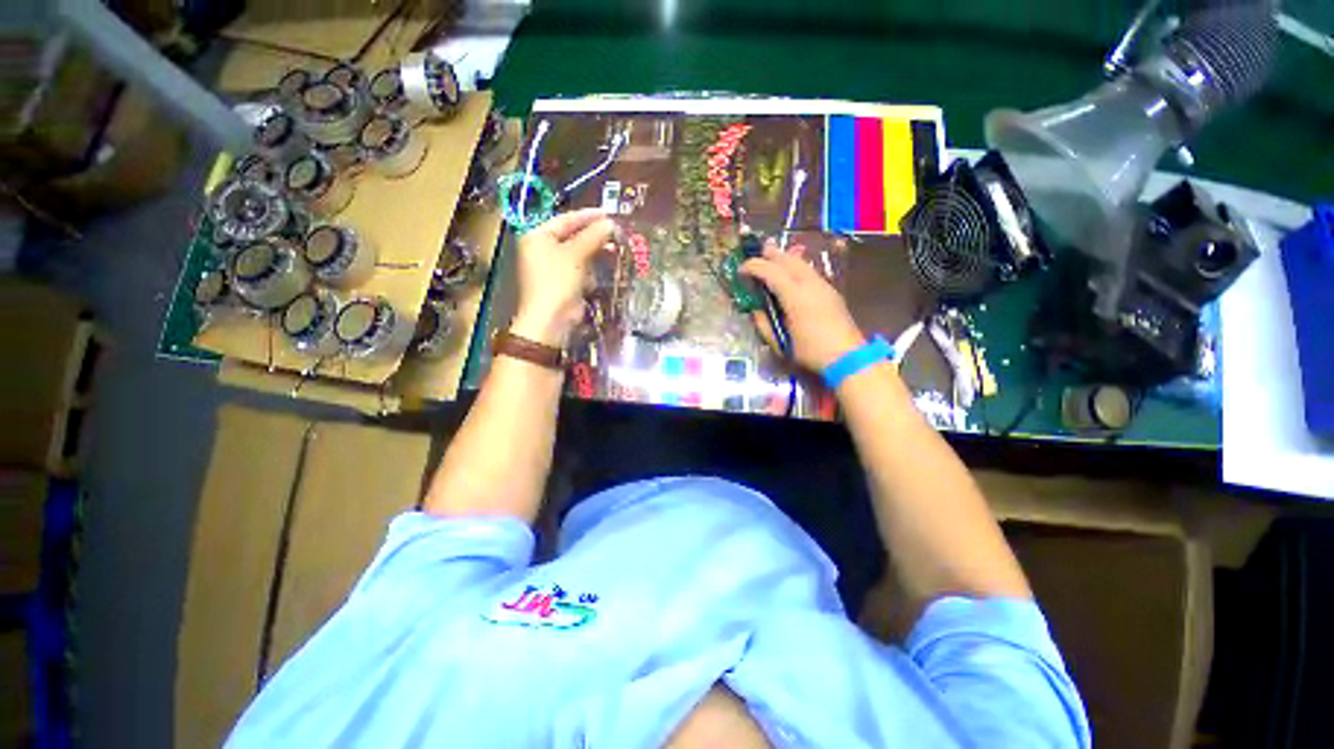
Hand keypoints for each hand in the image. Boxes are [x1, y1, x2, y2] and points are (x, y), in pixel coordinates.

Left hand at [512, 208, 615, 346]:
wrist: (552, 318)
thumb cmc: (558, 280)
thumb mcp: (576, 254)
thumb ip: (593, 236)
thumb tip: (611, 223)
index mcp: (538, 235)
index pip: (566, 219)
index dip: (588, 216)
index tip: (609, 214)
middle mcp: (543, 248)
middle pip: (573, 235)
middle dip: (595, 235)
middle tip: (616, 232)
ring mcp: (554, 266)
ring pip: (579, 253)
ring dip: (596, 251)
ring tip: (616, 248)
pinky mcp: (564, 282)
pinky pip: (581, 269)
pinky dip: (592, 268)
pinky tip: (606, 266)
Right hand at [740, 239, 865, 372]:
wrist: (848, 357)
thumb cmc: (810, 352)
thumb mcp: (780, 344)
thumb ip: (764, 325)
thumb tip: (756, 311)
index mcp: (795, 297)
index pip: (771, 273)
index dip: (754, 267)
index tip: (741, 269)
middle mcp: (810, 285)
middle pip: (789, 261)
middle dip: (772, 254)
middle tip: (759, 250)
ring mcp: (823, 286)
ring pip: (802, 264)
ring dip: (786, 258)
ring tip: (775, 256)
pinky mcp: (831, 292)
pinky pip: (810, 272)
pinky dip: (798, 267)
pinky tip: (794, 272)